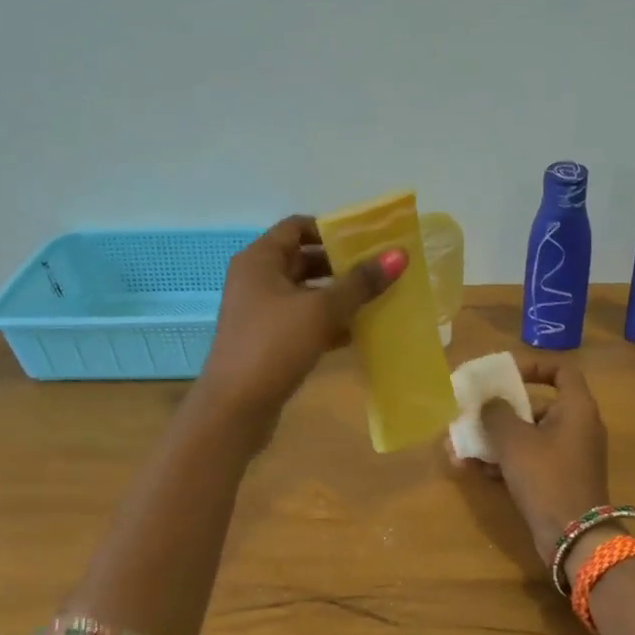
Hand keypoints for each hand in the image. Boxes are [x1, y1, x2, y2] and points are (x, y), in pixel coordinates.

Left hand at [194, 215, 403, 433]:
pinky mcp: (269, 342)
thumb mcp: (321, 310)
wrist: (235, 408)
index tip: (367, 240)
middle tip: (381, 270)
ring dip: (339, 296)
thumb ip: (360, 282)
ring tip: (379, 299)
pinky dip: (329, 323)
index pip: (297, 227)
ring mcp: (261, 313)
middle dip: (341, 265)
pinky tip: (360, 332)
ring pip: (306, 294)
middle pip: (304, 259)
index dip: (331, 229)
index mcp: (259, 260)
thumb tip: (399, 254)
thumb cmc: (274, 346)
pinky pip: (304, 322)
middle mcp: (257, 280)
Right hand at [456, 357, 610, 568]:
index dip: (533, 367)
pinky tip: (472, 468)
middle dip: (500, 410)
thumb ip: (496, 414)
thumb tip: (489, 403)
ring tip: (462, 445)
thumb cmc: (546, 477)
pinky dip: (504, 461)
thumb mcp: (514, 440)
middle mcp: (577, 427)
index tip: (505, 375)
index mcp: (576, 408)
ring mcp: (568, 456)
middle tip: (473, 413)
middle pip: (537, 405)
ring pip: (527, 436)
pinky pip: (528, 460)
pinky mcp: (558, 480)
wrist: (573, 538)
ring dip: (495, 438)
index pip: (561, 371)